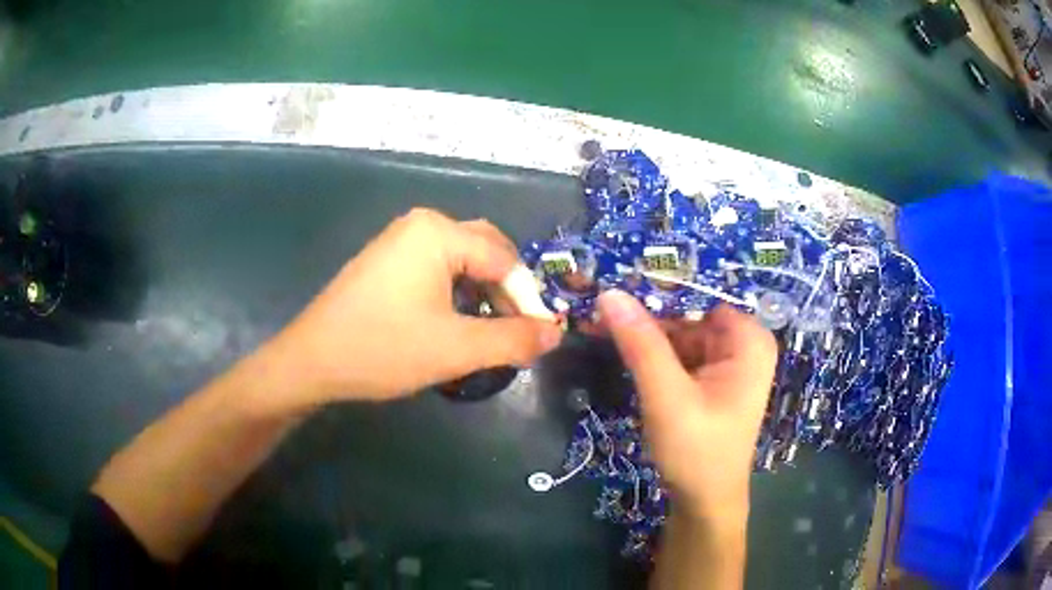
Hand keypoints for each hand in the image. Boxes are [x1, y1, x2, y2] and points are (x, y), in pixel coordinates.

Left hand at [269, 208, 562, 404]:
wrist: (311, 361)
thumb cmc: (383, 349)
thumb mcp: (456, 349)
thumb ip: (513, 340)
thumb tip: (555, 334)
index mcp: (438, 232)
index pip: (505, 259)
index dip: (528, 299)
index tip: (540, 336)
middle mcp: (421, 225)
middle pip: (486, 250)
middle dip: (508, 291)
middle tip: (518, 330)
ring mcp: (400, 240)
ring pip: (462, 260)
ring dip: (484, 293)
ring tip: (491, 330)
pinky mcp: (387, 261)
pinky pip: (438, 267)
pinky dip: (458, 292)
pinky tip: (457, 321)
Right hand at [596, 290, 775, 523]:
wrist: (704, 502)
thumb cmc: (697, 451)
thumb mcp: (667, 397)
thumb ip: (641, 344)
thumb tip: (610, 293)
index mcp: (749, 340)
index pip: (699, 297)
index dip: (657, 290)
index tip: (615, 286)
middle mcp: (743, 344)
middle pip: (689, 315)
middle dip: (647, 316)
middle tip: (599, 311)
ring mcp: (728, 363)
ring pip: (681, 334)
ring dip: (646, 336)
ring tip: (601, 327)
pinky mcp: (712, 380)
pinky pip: (681, 355)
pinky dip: (654, 355)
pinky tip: (624, 352)